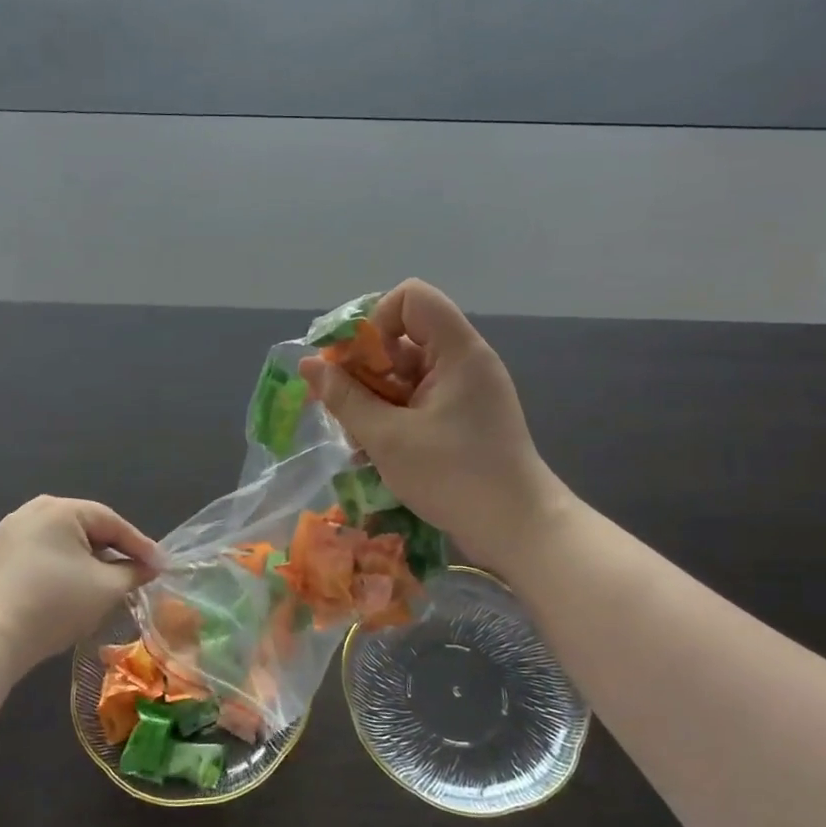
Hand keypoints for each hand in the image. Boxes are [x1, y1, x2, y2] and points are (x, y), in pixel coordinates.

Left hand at [0, 497, 162, 675]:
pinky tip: (73, 585)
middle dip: (113, 550)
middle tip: (137, 570)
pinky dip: (63, 564)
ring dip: (88, 558)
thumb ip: (134, 572)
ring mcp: (10, 531)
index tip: (160, 566)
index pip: (112, 522)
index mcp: (61, 509)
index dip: (140, 546)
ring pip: (63, 539)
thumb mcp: (106, 588)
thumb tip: (150, 567)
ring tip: (108, 579)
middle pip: (86, 527)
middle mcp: (33, 510)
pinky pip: (42, 551)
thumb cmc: (56, 604)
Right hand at [298, 280, 572, 575]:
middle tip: (341, 404)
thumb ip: (345, 398)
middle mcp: (463, 362)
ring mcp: (464, 392)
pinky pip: (417, 400)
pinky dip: (392, 416)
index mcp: (457, 351)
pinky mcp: (462, 419)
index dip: (376, 319)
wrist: (517, 529)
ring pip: (406, 374)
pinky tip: (373, 451)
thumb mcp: (387, 438)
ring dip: (373, 398)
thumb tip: (309, 364)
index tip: (357, 362)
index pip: (412, 297)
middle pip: (403, 337)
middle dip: (365, 367)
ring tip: (354, 436)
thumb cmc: (453, 476)